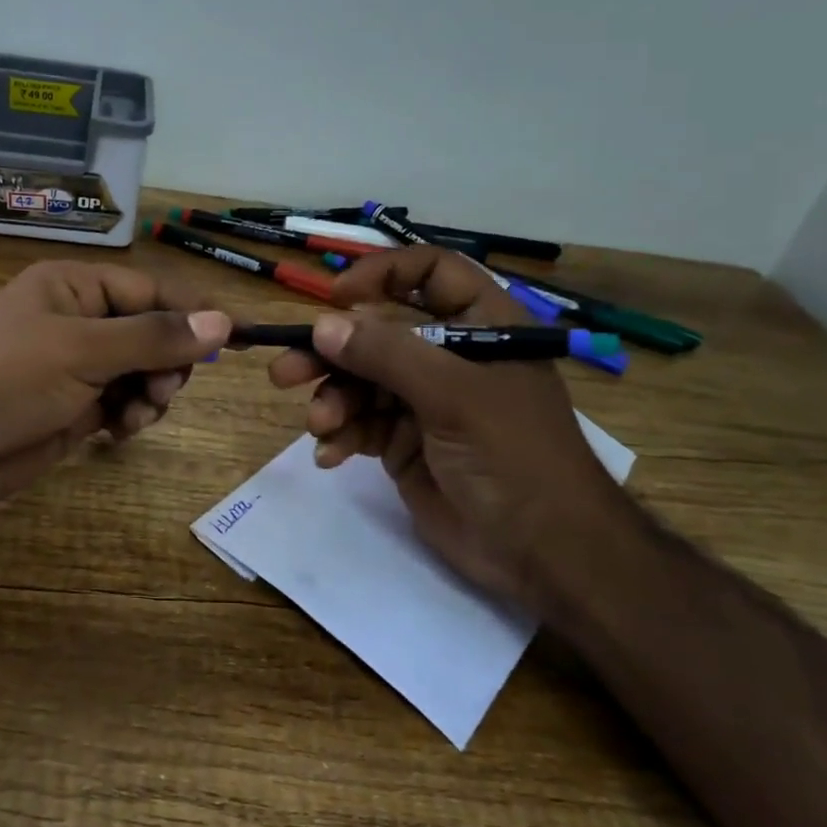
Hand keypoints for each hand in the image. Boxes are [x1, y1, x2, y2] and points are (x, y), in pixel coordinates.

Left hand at [0, 260, 230, 515]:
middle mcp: (80, 322)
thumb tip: (222, 321)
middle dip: (167, 361)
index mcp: (78, 287)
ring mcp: (74, 369)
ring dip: (151, 393)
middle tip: (163, 387)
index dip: (194, 313)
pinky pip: (120, 405)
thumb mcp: (83, 349)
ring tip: (138, 413)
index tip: (236, 340)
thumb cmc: (5, 376)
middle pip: (152, 333)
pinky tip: (120, 431)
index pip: (153, 290)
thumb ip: (154, 336)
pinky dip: (130, 417)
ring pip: (140, 373)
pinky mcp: (70, 410)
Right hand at [266, 246, 618, 608]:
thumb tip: (322, 325)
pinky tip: (330, 455)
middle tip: (284, 371)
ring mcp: (424, 401)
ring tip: (319, 425)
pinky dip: (341, 435)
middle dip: (330, 352)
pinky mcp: (405, 442)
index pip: (430, 273)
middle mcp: (449, 356)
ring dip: (332, 400)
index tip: (335, 298)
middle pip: (377, 333)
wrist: (541, 553)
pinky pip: (360, 424)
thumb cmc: (513, 456)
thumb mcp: (454, 395)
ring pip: (360, 381)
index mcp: (480, 326)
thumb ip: (387, 354)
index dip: (382, 275)